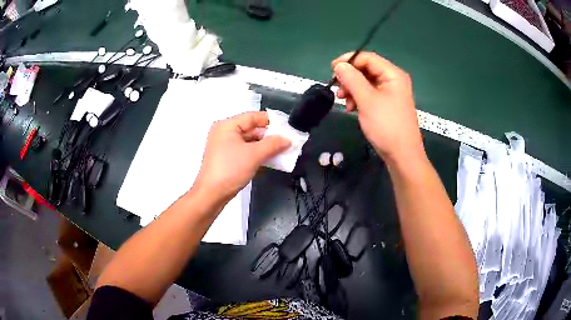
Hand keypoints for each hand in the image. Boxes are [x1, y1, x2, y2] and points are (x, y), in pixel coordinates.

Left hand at [193, 111, 290, 203]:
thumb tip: (287, 139)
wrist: (212, 195)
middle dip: (269, 136)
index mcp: (227, 125)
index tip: (286, 127)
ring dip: (265, 147)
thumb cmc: (228, 171)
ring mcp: (225, 146)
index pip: (253, 116)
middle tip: (286, 141)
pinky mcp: (227, 158)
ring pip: (249, 141)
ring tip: (282, 152)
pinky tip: (270, 160)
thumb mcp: (254, 155)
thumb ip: (273, 144)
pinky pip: (245, 151)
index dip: (271, 121)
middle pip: (252, 129)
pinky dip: (257, 154)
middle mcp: (224, 133)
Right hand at [332, 52, 424, 165]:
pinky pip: (369, 94)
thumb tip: (339, 65)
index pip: (367, 58)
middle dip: (349, 77)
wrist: (402, 155)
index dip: (349, 61)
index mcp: (392, 74)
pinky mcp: (386, 105)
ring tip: (344, 101)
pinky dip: (358, 98)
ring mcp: (390, 93)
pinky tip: (352, 108)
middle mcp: (393, 80)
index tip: (332, 70)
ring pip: (366, 83)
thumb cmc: (387, 126)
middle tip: (337, 89)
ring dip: (352, 89)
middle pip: (366, 69)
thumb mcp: (367, 100)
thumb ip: (352, 79)